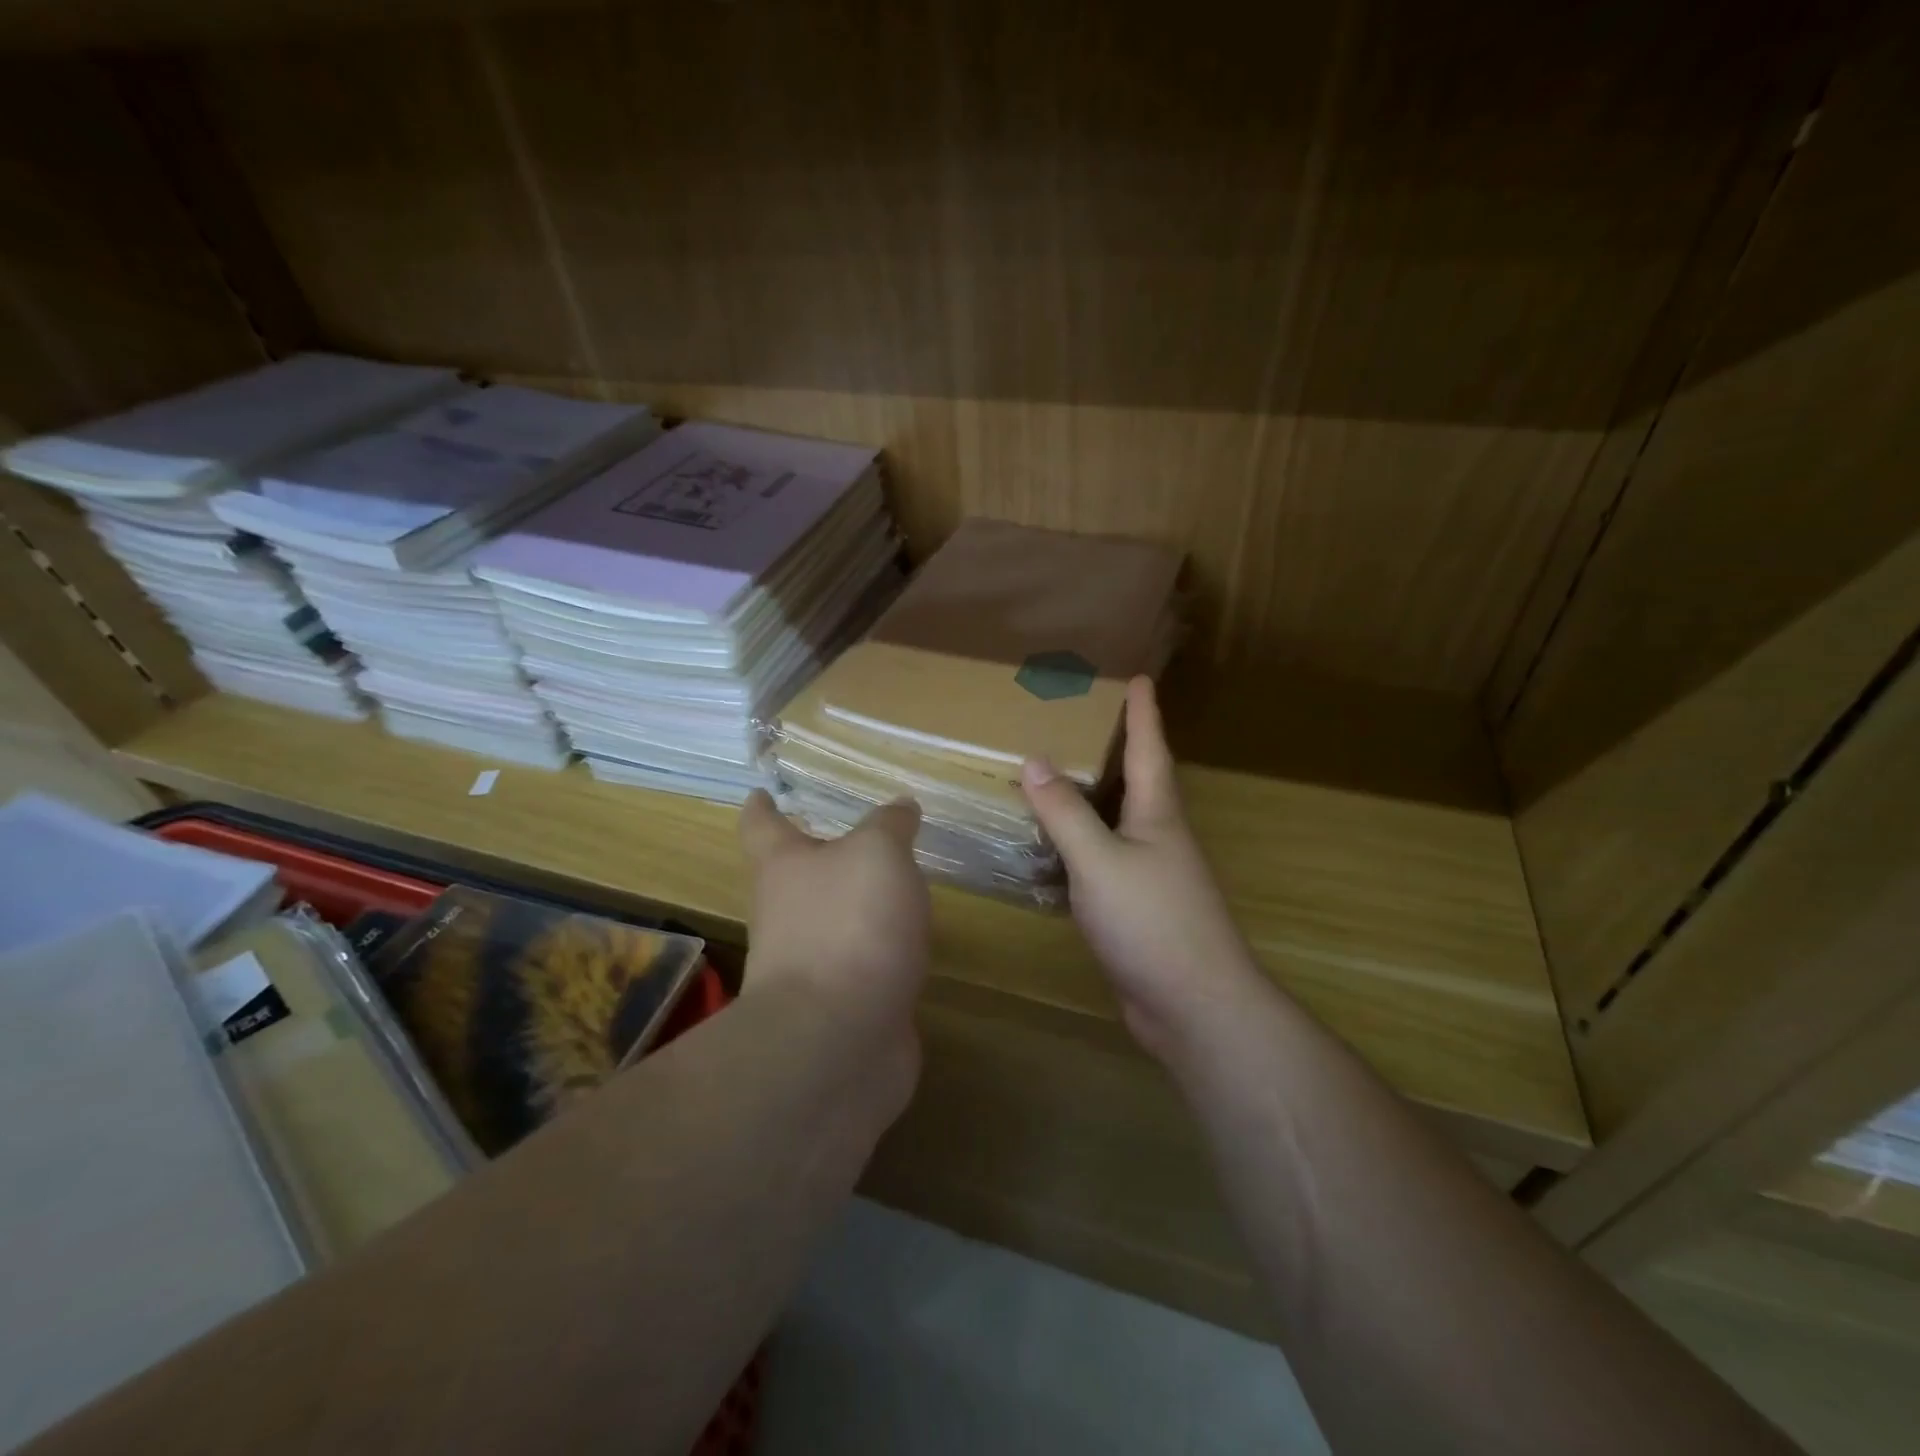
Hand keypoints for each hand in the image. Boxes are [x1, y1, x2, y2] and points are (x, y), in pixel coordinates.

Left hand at [738, 789, 931, 1042]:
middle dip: (820, 859)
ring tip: (895, 890)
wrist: (838, 1038)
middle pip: (795, 878)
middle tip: (857, 841)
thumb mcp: (879, 853)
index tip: (761, 793)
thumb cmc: (849, 924)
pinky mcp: (840, 1008)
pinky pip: (862, 968)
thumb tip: (900, 807)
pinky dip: (882, 954)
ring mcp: (810, 967)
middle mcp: (786, 915)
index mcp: (783, 868)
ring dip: (855, 908)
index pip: (762, 826)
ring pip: (831, 924)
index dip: (762, 807)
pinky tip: (911, 947)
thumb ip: (890, 826)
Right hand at [1021, 677, 1262, 1060]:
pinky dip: (1080, 845)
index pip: (1149, 750)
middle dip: (1118, 749)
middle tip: (1085, 721)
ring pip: (1118, 823)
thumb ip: (1065, 813)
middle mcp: (1159, 838)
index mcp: (1158, 815)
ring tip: (1060, 777)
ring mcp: (1152, 876)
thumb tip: (1034, 760)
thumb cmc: (1152, 921)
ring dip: (1094, 798)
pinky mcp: (1138, 910)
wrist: (1194, 1006)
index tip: (1139, 678)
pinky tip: (1054, 849)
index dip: (1142, 713)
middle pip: (1138, 782)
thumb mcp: (1100, 861)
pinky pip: (1104, 861)